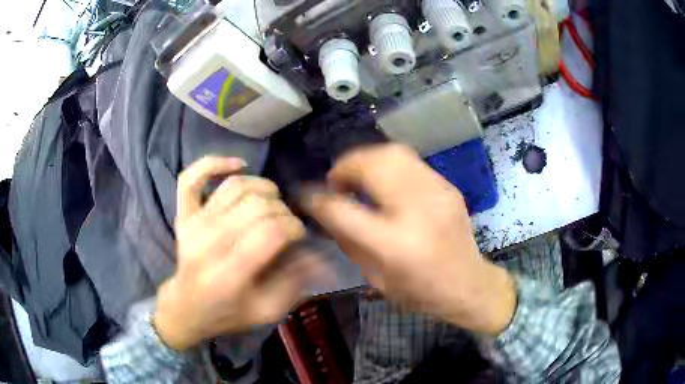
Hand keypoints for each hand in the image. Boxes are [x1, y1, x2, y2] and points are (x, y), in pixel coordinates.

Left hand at [154, 157, 317, 350]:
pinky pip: (192, 177)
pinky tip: (239, 165)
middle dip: (283, 210)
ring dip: (262, 187)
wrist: (186, 309)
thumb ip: (296, 282)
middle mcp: (209, 242)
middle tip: (286, 225)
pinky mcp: (182, 215)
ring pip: (235, 186)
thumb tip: (322, 255)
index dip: (295, 226)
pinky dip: (214, 163)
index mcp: (231, 273)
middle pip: (257, 205)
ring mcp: (193, 224)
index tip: (299, 235)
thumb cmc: (228, 313)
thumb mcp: (267, 310)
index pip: (272, 231)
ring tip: (272, 201)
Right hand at [302, 145, 516, 334]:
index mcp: (395, 244)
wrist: (468, 284)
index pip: (343, 210)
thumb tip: (326, 209)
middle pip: (371, 165)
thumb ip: (348, 240)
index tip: (307, 197)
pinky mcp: (447, 186)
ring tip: (357, 175)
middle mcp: (418, 210)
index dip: (318, 199)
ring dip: (365, 159)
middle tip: (336, 181)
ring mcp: (437, 192)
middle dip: (344, 166)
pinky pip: (410, 161)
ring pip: (392, 153)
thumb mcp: (376, 277)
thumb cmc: (420, 292)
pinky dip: (387, 164)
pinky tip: (383, 180)